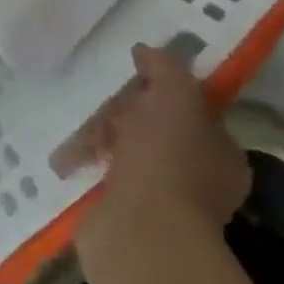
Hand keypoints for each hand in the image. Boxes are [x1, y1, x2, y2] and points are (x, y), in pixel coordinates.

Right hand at [56, 44, 249, 271]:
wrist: (141, 232)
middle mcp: (197, 178)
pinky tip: (64, 159)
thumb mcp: (175, 95)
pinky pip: (102, 178)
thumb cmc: (168, 158)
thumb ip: (164, 67)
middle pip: (153, 128)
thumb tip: (145, 51)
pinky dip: (84, 166)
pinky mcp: (126, 217)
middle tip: (95, 105)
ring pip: (123, 152)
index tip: (131, 73)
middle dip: (121, 113)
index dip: (161, 88)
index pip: (190, 108)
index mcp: (220, 151)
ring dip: (96, 140)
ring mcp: (162, 201)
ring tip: (72, 137)